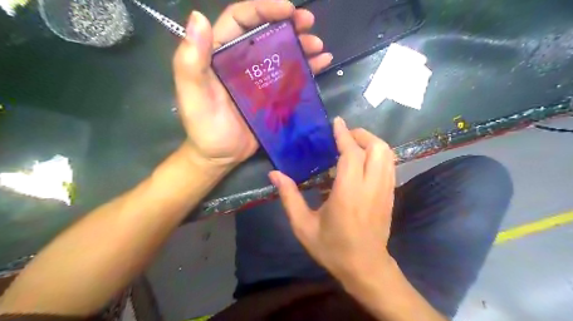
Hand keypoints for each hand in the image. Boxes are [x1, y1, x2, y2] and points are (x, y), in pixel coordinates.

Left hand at [174, 0, 331, 167]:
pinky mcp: (272, 96)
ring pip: (282, 54)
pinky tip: (323, 62)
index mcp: (220, 55)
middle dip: (288, 24)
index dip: (263, 9)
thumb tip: (198, 17)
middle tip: (309, 23)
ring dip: (301, 45)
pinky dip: (307, 68)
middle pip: (266, 33)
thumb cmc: (204, 128)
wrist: (221, 156)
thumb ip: (190, 61)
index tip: (288, 9)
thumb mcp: (193, 96)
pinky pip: (291, 77)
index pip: (240, 21)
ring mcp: (259, 79)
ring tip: (318, 45)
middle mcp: (241, 62)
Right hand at [267, 117, 393, 280]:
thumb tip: (274, 174)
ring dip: (371, 142)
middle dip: (361, 135)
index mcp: (348, 193)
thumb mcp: (303, 226)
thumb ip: (289, 197)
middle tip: (344, 135)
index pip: (352, 154)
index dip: (344, 135)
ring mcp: (385, 191)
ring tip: (353, 144)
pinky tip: (363, 160)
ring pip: (388, 154)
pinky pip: (390, 165)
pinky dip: (378, 154)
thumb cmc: (332, 248)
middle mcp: (371, 187)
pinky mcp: (390, 195)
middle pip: (377, 148)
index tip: (336, 122)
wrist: (365, 268)